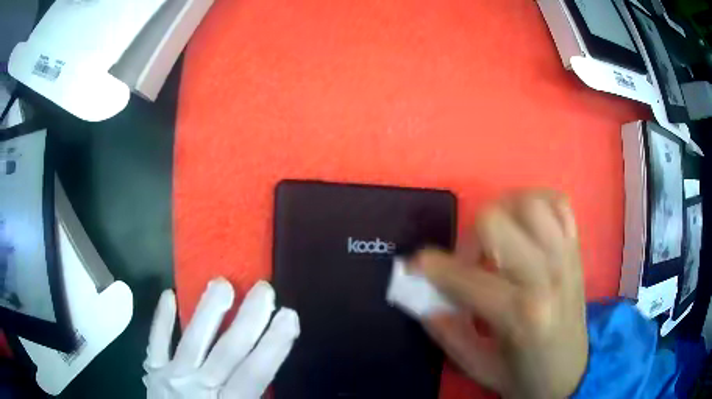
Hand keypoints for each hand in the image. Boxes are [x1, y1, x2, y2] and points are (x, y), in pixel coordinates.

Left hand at [143, 278, 299, 398]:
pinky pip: (155, 343)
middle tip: (264, 290)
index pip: (253, 376)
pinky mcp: (153, 371)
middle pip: (225, 354)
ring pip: (191, 342)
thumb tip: (271, 376)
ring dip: (207, 312)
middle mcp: (197, 390)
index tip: (289, 317)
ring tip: (222, 283)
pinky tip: (168, 295)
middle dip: (247, 322)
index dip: (272, 347)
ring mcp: (170, 378)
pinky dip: (161, 321)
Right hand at [413, 190, 587, 398]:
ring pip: (528, 203)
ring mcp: (566, 257)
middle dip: (468, 238)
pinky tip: (524, 222)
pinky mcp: (577, 250)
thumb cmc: (525, 377)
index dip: (431, 267)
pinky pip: (559, 204)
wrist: (571, 374)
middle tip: (465, 262)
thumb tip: (424, 300)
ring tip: (495, 239)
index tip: (415, 266)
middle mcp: (548, 276)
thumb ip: (448, 335)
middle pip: (495, 221)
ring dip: (501, 213)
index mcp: (521, 315)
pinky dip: (537, 202)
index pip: (466, 276)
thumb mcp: (479, 368)